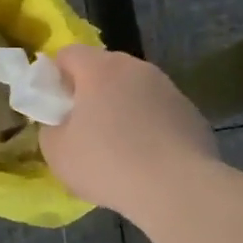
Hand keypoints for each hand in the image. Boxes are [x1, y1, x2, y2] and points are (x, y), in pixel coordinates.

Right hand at [41, 46, 217, 216]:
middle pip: (104, 69)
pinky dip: (150, 126)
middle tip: (84, 128)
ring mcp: (168, 88)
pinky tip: (149, 158)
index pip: (69, 54)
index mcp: (100, 68)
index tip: (56, 106)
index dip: (57, 76)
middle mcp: (136, 68)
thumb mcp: (57, 152)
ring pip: (134, 90)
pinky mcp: (191, 112)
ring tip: (120, 148)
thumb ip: (51, 128)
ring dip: (123, 108)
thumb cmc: (108, 164)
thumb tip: (61, 123)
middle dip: (91, 92)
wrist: (178, 189)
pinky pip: (159, 111)